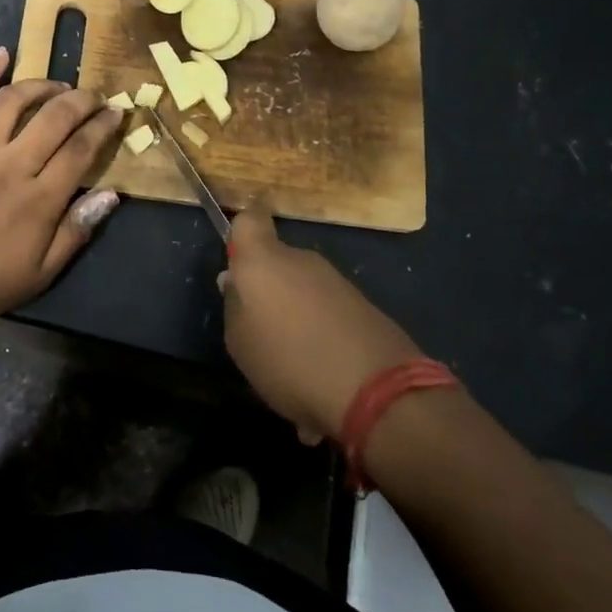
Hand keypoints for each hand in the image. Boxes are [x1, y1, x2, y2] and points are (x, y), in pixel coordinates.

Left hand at [0, 49, 122, 328]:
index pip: (81, 150)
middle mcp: (12, 165)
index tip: (117, 113)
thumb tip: (111, 195)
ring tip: (58, 85)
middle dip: (82, 100)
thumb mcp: (40, 273)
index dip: (103, 127)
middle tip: (95, 96)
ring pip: (14, 100)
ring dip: (42, 84)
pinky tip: (2, 55)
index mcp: (39, 200)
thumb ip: (76, 231)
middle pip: (55, 117)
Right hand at [221, 208, 423, 442]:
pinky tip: (322, 371)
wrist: (377, 391)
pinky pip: (328, 311)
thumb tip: (235, 282)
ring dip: (296, 314)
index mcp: (263, 261)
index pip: (249, 220)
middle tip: (261, 330)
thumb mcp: (239, 342)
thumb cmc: (289, 360)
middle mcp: (301, 260)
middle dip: (268, 288)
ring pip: (303, 289)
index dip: (241, 234)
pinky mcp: (364, 305)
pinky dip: (322, 331)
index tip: (237, 260)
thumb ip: (234, 306)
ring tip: (293, 362)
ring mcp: (336, 281)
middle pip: (277, 261)